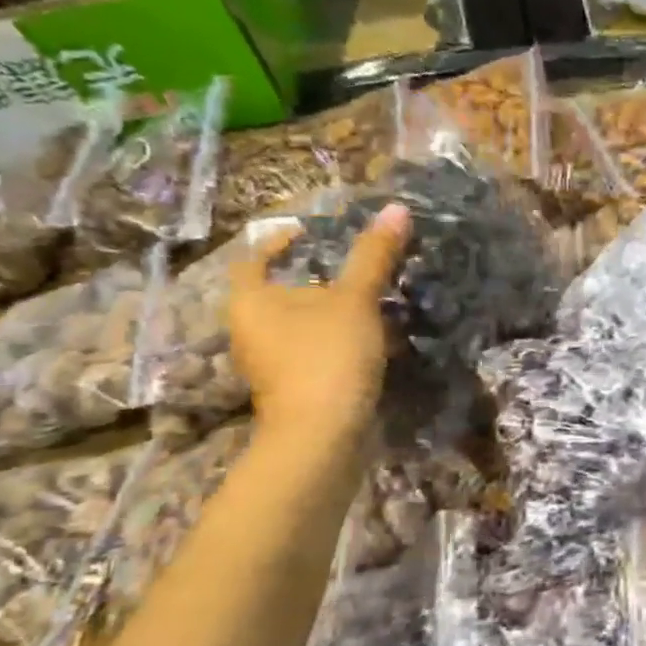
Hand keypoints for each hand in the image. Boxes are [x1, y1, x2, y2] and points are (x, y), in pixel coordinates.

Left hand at [228, 206, 409, 435]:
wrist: (323, 436)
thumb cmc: (328, 356)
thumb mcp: (356, 300)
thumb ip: (373, 256)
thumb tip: (396, 208)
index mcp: (250, 300)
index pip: (256, 257)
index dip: (281, 241)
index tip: (312, 234)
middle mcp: (249, 330)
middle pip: (281, 293)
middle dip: (316, 280)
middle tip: (356, 268)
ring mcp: (269, 364)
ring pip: (300, 325)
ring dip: (331, 313)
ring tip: (371, 303)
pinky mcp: (293, 389)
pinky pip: (313, 352)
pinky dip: (337, 342)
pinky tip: (370, 343)